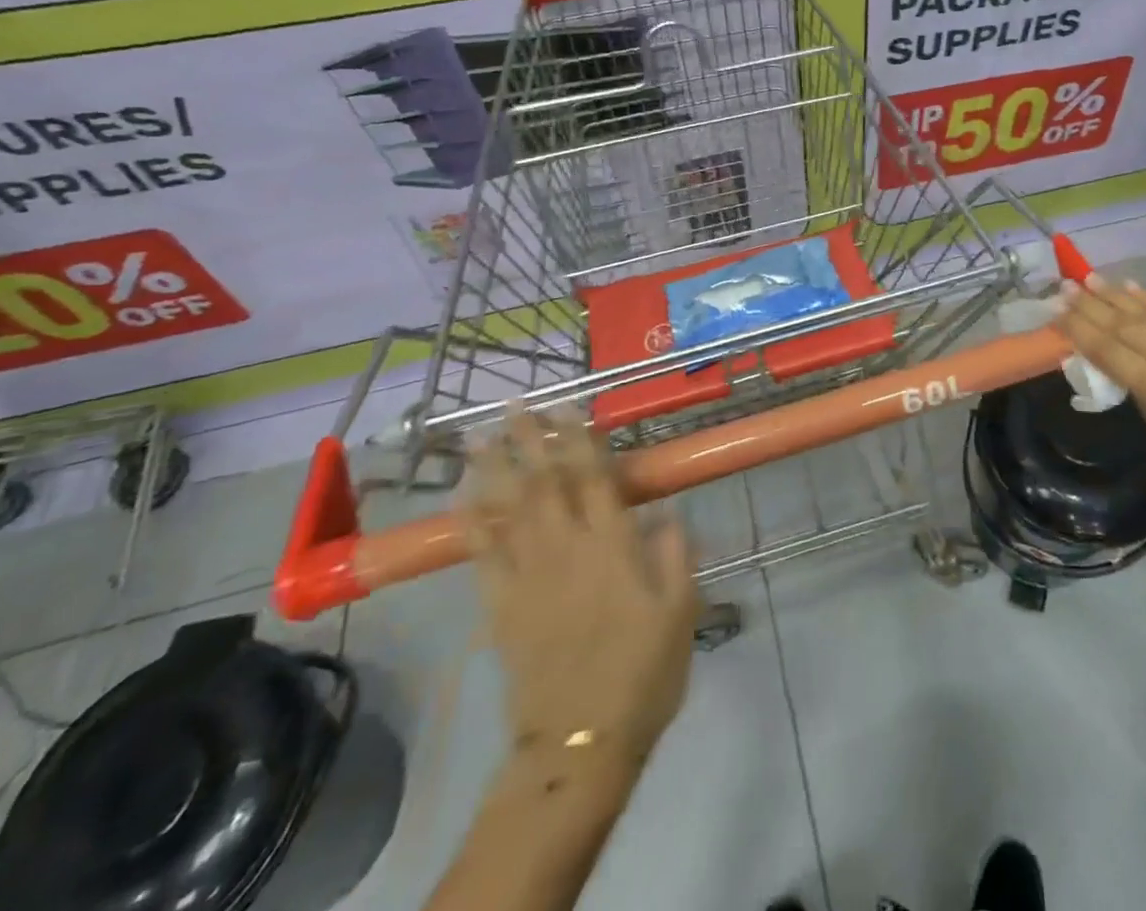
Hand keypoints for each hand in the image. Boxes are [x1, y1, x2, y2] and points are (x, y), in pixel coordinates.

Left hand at [464, 409, 699, 772]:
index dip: (579, 439)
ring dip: (495, 467)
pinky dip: (471, 520)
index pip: (593, 477)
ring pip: (507, 509)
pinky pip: (482, 554)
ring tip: (483, 434)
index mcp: (613, 546)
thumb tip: (670, 511)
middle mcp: (567, 548)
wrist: (581, 741)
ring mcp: (528, 575)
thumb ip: (677, 555)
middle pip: (544, 482)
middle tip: (517, 404)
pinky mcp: (501, 606)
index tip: (569, 406)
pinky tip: (464, 495)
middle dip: (531, 439)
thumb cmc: (643, 672)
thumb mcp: (682, 611)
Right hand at [1057, 278, 1145, 515]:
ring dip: (1113, 294)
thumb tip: (1120, 368)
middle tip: (1063, 287)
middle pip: (1119, 322)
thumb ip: (1139, 394)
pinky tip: (1131, 288)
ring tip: (1088, 279)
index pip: (1104, 348)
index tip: (1054, 312)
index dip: (1076, 328)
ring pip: (1144, 310)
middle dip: (1088, 304)